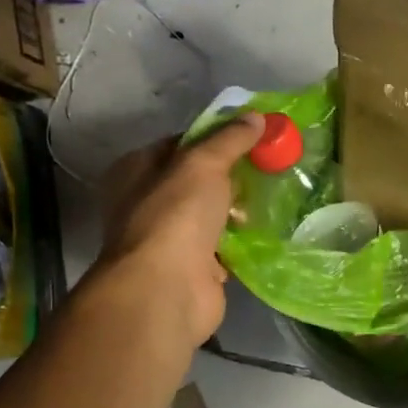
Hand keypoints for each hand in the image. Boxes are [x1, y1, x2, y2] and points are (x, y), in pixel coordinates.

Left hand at [95, 112, 264, 345]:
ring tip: (272, 197)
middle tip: (267, 166)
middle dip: (230, 176)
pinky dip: (240, 241)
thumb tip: (256, 117)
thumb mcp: (203, 164)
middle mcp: (146, 203)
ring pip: (209, 215)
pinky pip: (221, 246)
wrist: (167, 290)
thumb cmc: (176, 216)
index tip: (250, 136)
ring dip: (236, 209)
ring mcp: (168, 239)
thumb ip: (229, 139)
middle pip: (195, 180)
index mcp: (135, 171)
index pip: (178, 143)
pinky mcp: (192, 268)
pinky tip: (265, 230)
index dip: (214, 137)